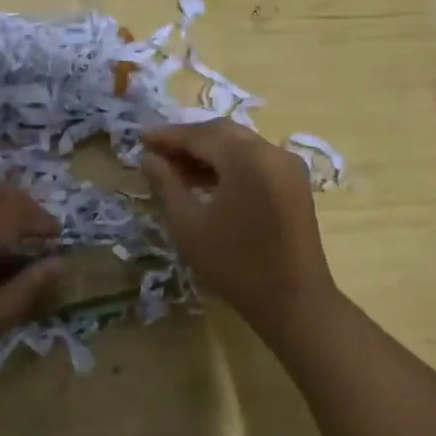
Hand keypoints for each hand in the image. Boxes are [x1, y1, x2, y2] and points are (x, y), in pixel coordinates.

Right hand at [139, 120, 336, 336]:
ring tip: (176, 170)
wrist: (293, 302)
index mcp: (247, 158)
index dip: (169, 136)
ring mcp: (288, 166)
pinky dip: (229, 163)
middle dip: (188, 140)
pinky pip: (255, 159)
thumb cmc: (235, 264)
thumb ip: (166, 184)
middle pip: (222, 133)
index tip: (142, 140)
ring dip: (208, 152)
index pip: (200, 135)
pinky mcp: (294, 182)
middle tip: (157, 153)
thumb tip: (149, 157)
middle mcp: (272, 151)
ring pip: (239, 144)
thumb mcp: (189, 225)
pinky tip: (206, 181)